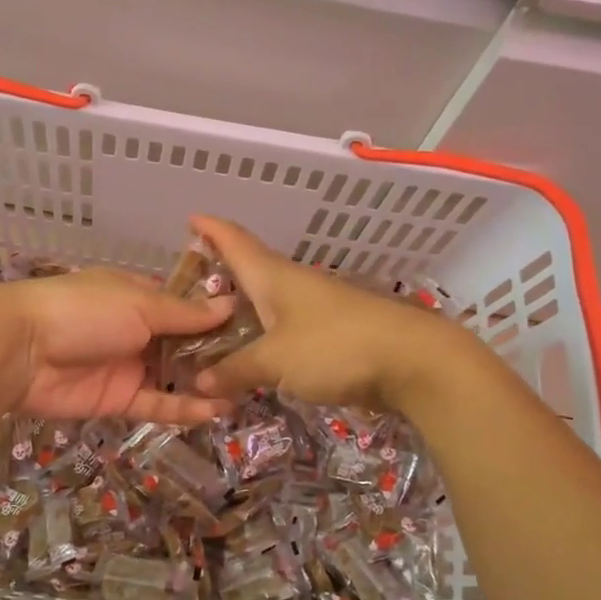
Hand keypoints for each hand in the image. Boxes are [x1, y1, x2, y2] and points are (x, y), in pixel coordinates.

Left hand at [0, 269, 235, 423]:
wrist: (19, 350)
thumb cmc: (83, 310)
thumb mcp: (139, 303)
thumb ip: (185, 313)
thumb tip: (228, 304)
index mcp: (138, 295)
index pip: (184, 305)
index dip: (215, 315)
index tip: (254, 326)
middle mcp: (136, 329)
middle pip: (182, 343)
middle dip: (216, 353)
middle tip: (257, 364)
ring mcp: (127, 365)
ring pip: (173, 376)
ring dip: (204, 383)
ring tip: (244, 390)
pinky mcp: (117, 399)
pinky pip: (157, 403)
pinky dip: (184, 408)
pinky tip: (216, 409)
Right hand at [188, 215, 473, 411]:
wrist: (413, 361)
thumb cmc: (335, 346)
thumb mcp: (276, 360)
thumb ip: (236, 369)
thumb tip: (200, 381)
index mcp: (273, 276)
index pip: (235, 241)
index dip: (211, 229)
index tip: (190, 218)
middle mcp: (292, 284)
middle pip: (250, 269)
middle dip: (220, 271)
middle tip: (186, 283)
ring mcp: (315, 306)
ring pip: (268, 300)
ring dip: (241, 305)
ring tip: (210, 319)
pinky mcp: (332, 332)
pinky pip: (285, 326)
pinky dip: (263, 332)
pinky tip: (254, 348)